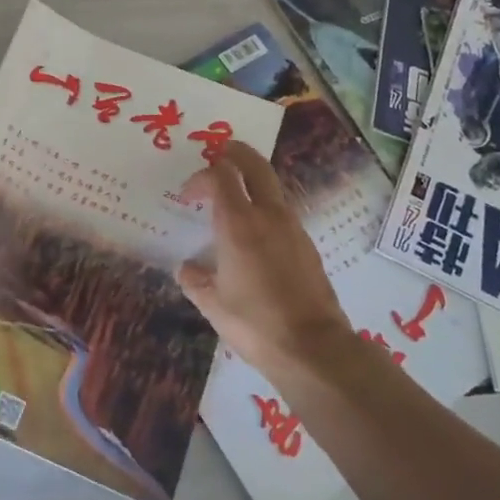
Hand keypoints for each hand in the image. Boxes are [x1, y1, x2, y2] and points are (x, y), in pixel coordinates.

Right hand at [177, 143, 354, 371]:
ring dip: (253, 179)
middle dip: (235, 153)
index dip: (200, 178)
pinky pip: (282, 211)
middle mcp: (268, 216)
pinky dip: (265, 205)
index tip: (187, 196)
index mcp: (238, 224)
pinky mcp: (307, 245)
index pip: (219, 176)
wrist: (313, 348)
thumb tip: (187, 268)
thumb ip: (195, 280)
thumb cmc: (255, 323)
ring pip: (273, 186)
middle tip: (220, 152)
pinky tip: (255, 230)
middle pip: (254, 165)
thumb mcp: (212, 304)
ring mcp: (293, 228)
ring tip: (235, 192)